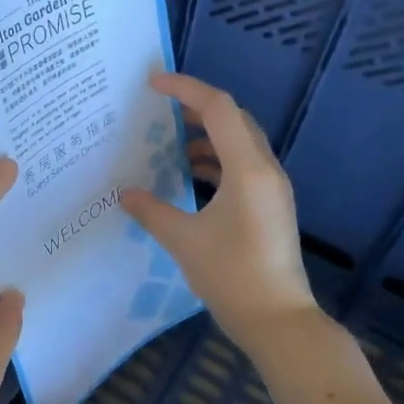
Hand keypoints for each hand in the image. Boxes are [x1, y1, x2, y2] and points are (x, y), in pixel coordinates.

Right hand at [122, 72, 318, 344]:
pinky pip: (242, 167)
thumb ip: (151, 211)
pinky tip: (191, 176)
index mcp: (247, 169)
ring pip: (240, 143)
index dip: (186, 89)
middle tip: (160, 110)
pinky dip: (216, 161)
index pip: (218, 109)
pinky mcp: (270, 206)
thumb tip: (125, 194)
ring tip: (170, 143)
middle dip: (197, 108)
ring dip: (207, 136)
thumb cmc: (231, 275)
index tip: (152, 84)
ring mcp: (272, 189)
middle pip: (234, 120)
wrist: (277, 319)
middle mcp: (265, 170)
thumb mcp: (183, 240)